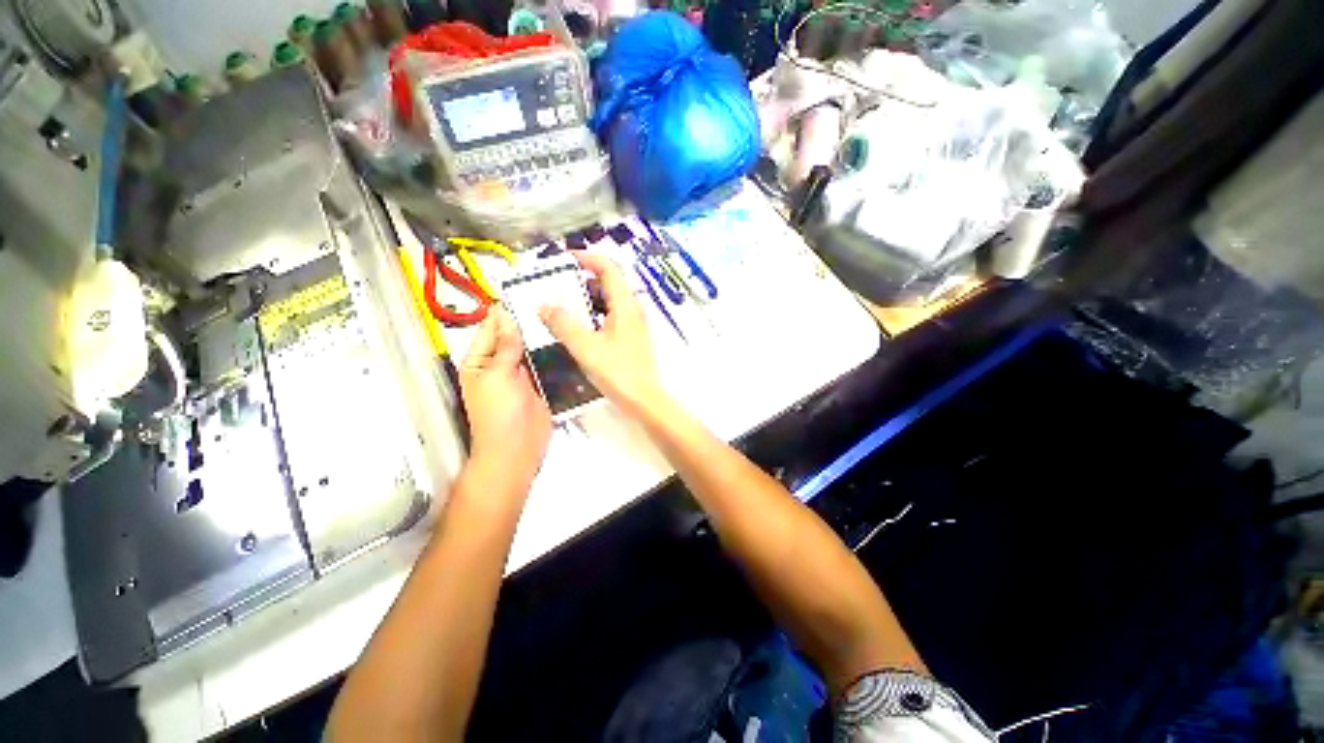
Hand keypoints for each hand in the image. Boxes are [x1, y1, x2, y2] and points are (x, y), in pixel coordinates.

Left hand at [458, 306, 551, 494]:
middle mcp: (499, 364)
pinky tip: (565, 339)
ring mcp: (521, 375)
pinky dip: (552, 352)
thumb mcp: (497, 376)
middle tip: (549, 298)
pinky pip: (545, 363)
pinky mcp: (539, 384)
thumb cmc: (498, 413)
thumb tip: (505, 316)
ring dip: (541, 335)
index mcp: (480, 361)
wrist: (517, 449)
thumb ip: (504, 347)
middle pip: (512, 337)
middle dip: (526, 321)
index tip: (521, 288)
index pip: (490, 329)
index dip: (503, 311)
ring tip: (560, 314)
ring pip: (531, 349)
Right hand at [539, 252, 664, 414]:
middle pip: (610, 283)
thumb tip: (543, 305)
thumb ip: (563, 324)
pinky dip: (594, 314)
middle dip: (583, 279)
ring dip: (587, 298)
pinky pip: (612, 316)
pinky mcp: (631, 337)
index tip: (566, 259)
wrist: (643, 399)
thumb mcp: (585, 346)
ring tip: (563, 306)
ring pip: (610, 301)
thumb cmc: (618, 371)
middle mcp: (633, 309)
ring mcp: (634, 324)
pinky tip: (579, 328)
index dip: (589, 258)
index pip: (610, 268)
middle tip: (559, 286)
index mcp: (625, 305)